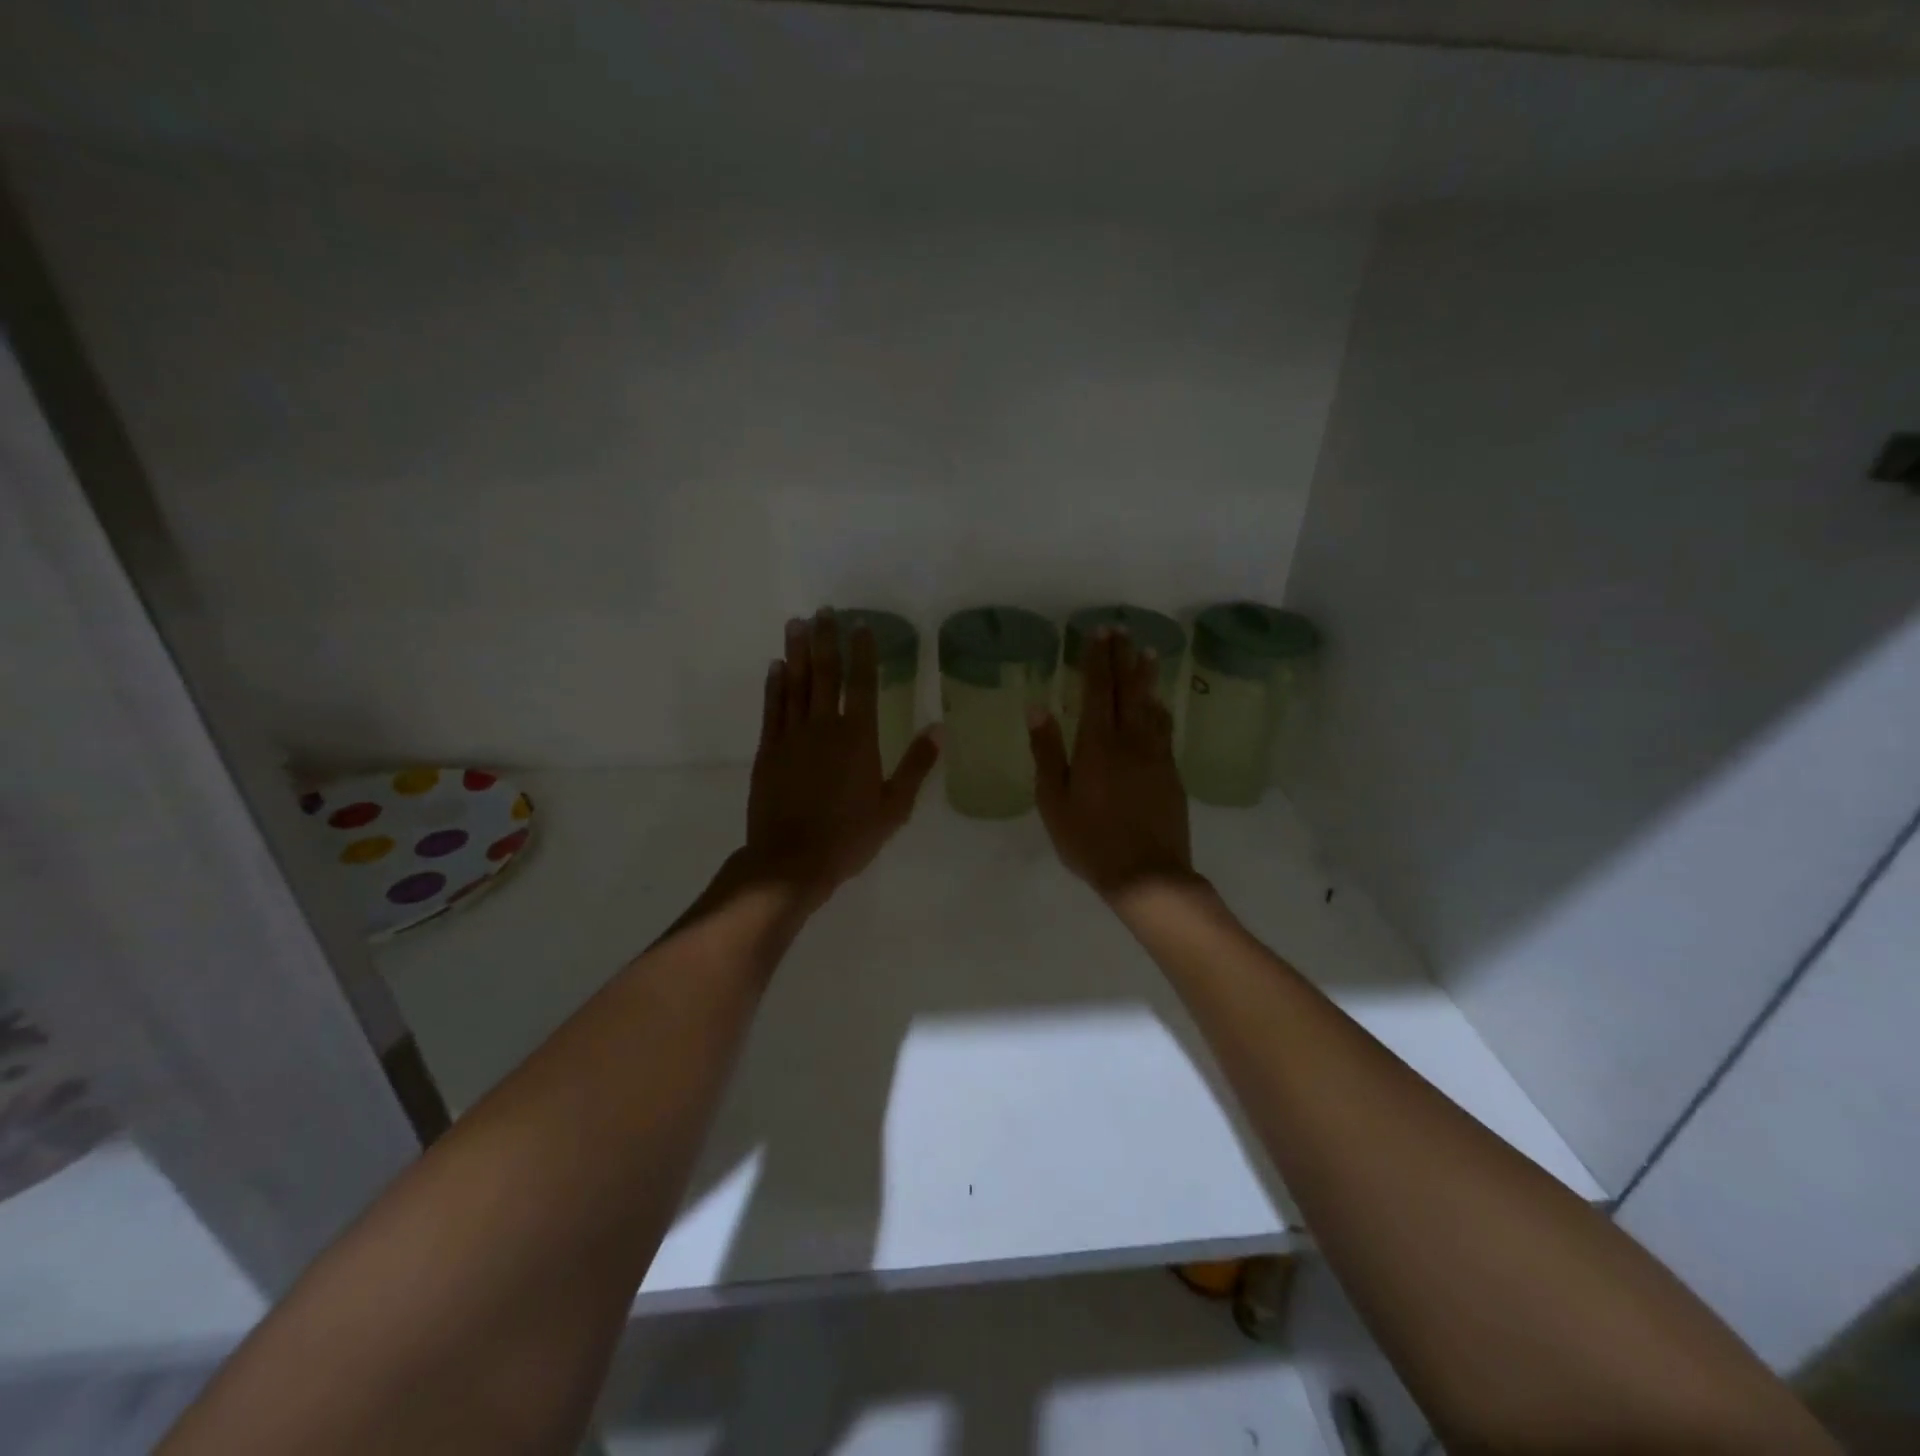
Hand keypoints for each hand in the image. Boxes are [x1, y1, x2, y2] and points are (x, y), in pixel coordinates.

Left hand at [742, 609, 939, 912]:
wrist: (791, 861)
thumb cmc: (849, 836)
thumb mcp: (894, 807)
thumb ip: (916, 765)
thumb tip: (939, 728)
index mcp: (858, 737)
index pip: (862, 683)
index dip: (862, 652)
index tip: (859, 625)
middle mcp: (824, 727)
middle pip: (824, 674)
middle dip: (824, 640)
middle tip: (822, 611)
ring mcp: (792, 736)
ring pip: (795, 684)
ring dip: (796, 652)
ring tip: (796, 624)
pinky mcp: (768, 751)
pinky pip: (772, 709)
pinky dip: (774, 685)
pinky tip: (775, 667)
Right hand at [1029, 629, 1197, 901]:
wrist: (1146, 873)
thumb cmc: (1089, 840)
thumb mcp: (1054, 800)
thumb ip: (1047, 752)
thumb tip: (1037, 708)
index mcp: (1096, 745)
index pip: (1097, 691)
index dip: (1098, 660)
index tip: (1100, 633)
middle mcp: (1130, 741)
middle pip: (1127, 690)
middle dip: (1123, 659)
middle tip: (1124, 630)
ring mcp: (1155, 756)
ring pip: (1151, 707)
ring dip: (1147, 678)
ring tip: (1148, 654)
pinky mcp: (1171, 773)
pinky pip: (1164, 730)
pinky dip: (1160, 710)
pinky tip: (1159, 705)